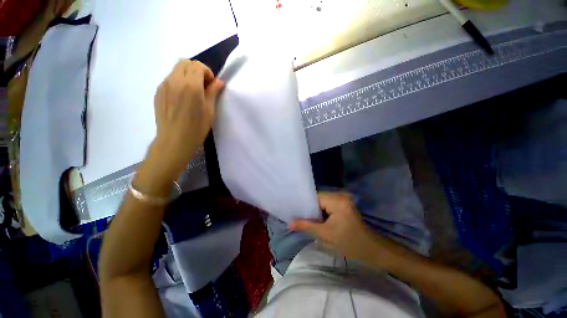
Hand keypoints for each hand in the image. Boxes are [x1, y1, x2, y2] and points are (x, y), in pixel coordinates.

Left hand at [152, 60, 223, 176]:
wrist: (174, 140)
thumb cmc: (197, 127)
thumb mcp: (210, 110)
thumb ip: (213, 92)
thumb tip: (219, 82)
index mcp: (190, 85)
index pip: (198, 65)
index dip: (207, 72)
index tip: (211, 85)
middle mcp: (174, 80)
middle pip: (184, 62)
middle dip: (196, 70)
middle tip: (203, 85)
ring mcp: (163, 85)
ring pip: (175, 70)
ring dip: (187, 75)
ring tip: (192, 92)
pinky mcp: (158, 92)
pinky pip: (169, 79)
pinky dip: (178, 82)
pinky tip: (182, 98)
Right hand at [289, 192, 383, 261]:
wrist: (371, 249)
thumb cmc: (349, 243)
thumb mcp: (325, 235)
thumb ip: (306, 226)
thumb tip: (289, 223)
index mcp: (337, 201)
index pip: (314, 197)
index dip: (305, 205)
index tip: (296, 213)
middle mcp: (340, 195)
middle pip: (318, 198)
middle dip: (310, 209)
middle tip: (300, 218)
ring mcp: (343, 199)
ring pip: (322, 202)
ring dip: (316, 211)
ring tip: (308, 219)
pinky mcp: (344, 203)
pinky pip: (328, 204)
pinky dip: (322, 212)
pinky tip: (318, 219)